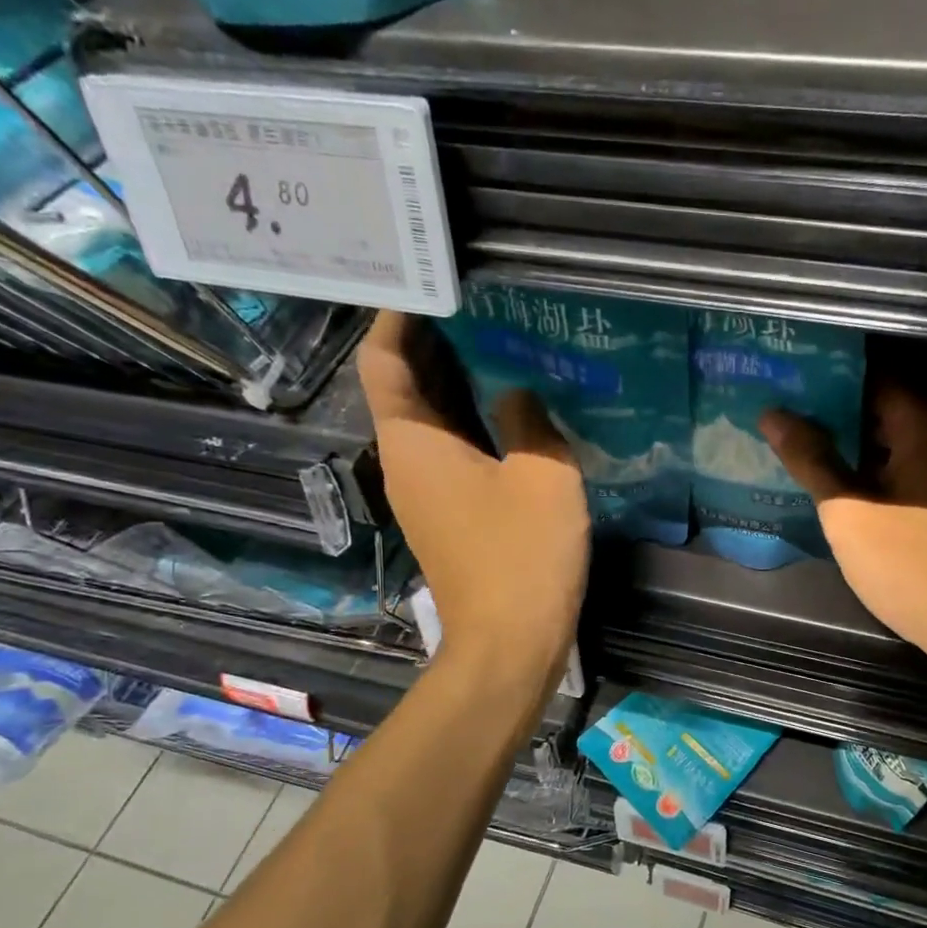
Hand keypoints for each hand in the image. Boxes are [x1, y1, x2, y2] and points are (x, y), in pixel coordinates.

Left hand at [358, 311, 588, 681]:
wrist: (509, 644)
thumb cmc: (523, 556)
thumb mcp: (543, 476)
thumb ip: (529, 421)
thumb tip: (517, 394)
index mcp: (415, 442)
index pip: (384, 360)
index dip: (397, 317)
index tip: (427, 283)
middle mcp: (408, 463)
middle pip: (405, 387)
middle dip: (434, 344)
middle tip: (478, 305)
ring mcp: (428, 494)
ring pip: (433, 422)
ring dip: (458, 385)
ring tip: (501, 347)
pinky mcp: (451, 518)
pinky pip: (454, 454)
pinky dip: (475, 425)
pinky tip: (515, 414)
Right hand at [761, 385, 926, 697]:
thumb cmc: (913, 564)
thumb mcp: (849, 513)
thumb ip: (812, 460)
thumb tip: (773, 413)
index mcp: (925, 421)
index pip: (871, 371)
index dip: (824, 373)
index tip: (785, 377)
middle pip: (885, 404)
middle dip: (834, 408)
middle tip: (784, 413)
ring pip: (897, 440)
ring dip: (855, 442)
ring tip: (804, 446)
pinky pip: (911, 467)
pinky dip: (878, 469)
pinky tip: (845, 485)